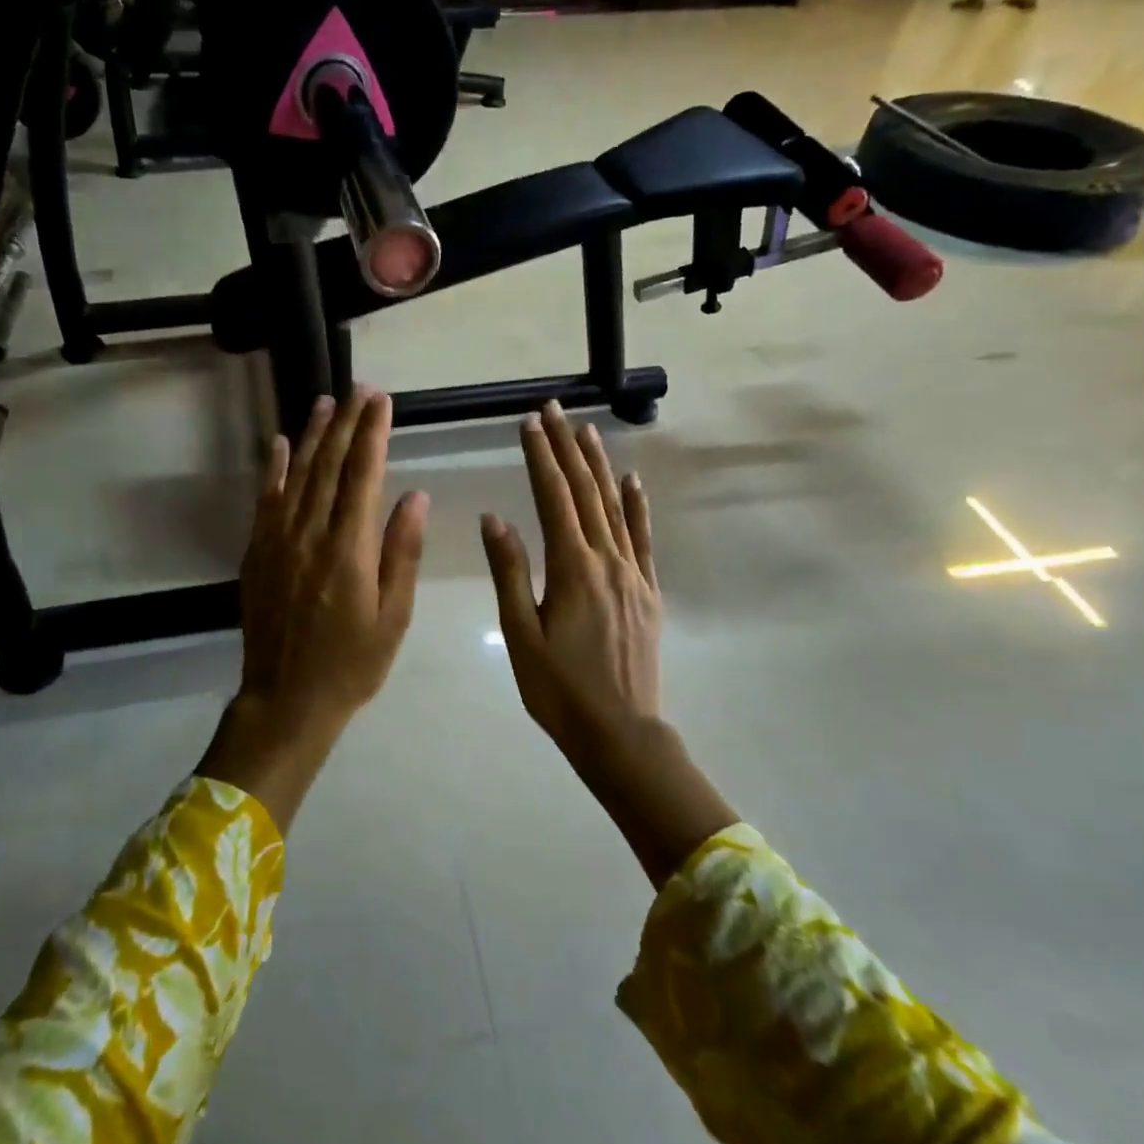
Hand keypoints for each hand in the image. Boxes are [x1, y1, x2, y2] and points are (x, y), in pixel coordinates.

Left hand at [199, 391, 427, 829]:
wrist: (286, 699)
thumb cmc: (352, 663)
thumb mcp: (393, 616)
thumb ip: (402, 552)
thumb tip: (415, 495)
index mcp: (349, 550)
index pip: (363, 476)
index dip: (373, 434)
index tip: (381, 400)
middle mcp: (310, 534)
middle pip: (329, 466)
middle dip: (346, 423)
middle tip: (359, 389)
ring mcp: (277, 541)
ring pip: (297, 475)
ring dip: (312, 435)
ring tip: (326, 402)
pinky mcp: (256, 552)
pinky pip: (266, 500)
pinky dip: (273, 468)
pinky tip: (280, 443)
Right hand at [480, 401, 659, 763]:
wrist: (620, 733)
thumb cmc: (559, 690)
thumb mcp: (521, 634)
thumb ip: (510, 572)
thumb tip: (494, 518)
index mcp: (572, 568)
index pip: (554, 498)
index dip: (541, 457)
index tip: (529, 423)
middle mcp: (607, 560)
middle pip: (585, 492)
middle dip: (568, 448)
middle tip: (554, 410)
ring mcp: (633, 574)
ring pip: (615, 507)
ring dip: (599, 466)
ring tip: (587, 430)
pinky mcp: (648, 592)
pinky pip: (643, 539)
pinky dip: (637, 506)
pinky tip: (633, 481)